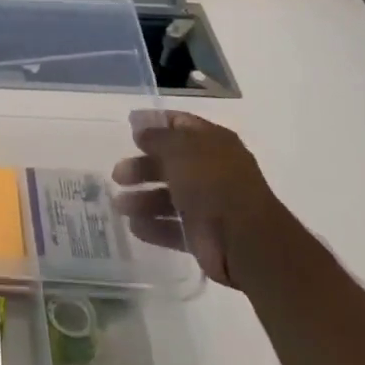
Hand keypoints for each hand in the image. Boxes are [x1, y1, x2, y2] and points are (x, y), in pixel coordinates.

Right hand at [111, 110, 281, 288]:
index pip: (180, 124)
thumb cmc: (212, 183)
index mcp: (213, 142)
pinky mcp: (203, 236)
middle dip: (142, 167)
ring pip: (168, 197)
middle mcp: (211, 170)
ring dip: (142, 200)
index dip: (154, 122)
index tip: (128, 126)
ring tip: (120, 206)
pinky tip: (134, 226)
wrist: (245, 241)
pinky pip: (173, 227)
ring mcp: (208, 204)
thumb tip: (140, 125)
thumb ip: (156, 136)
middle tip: (118, 175)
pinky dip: (154, 226)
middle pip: (169, 163)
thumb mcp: (179, 149)